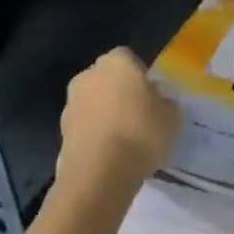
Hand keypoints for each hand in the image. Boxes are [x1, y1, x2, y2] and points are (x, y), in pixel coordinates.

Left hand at [56, 47, 179, 200]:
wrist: (98, 175)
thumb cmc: (141, 134)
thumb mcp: (173, 116)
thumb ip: (166, 100)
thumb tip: (158, 98)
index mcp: (116, 62)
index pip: (129, 58)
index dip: (141, 75)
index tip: (153, 95)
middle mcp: (88, 76)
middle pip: (107, 78)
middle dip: (120, 91)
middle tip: (140, 113)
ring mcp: (70, 104)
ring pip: (94, 102)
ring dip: (105, 113)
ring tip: (126, 138)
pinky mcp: (61, 132)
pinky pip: (85, 126)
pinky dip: (95, 134)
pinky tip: (111, 153)